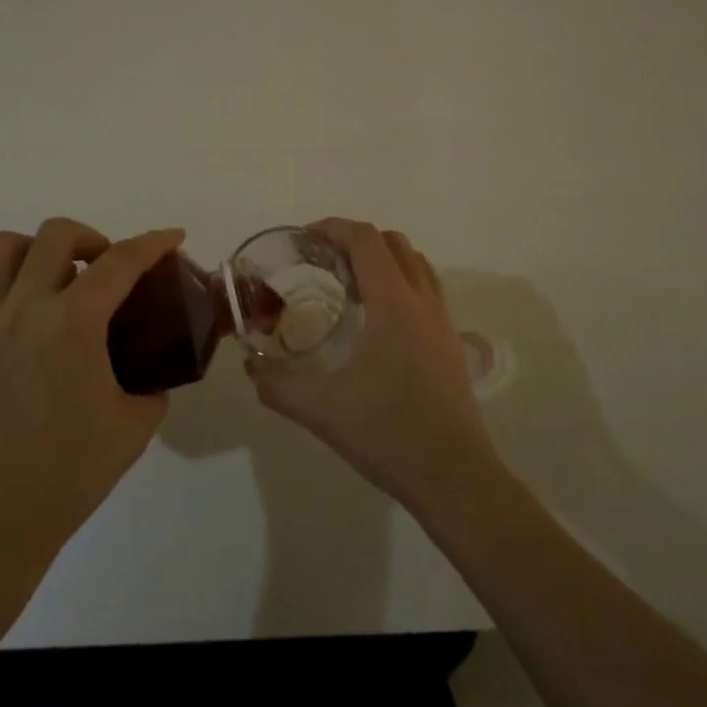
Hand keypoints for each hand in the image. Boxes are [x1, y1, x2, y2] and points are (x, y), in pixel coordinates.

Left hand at [0, 218, 183, 574]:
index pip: (121, 262)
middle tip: (104, 266)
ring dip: (35, 249)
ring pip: (1, 248)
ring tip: (51, 277)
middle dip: (91, 237)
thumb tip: (154, 376)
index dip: (153, 242)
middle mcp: (22, 308)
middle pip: (56, 235)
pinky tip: (11, 308)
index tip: (172, 236)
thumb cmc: (66, 475)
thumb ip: (152, 388)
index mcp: (73, 324)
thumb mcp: (133, 428)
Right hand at [247, 218, 501, 515]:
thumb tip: (251, 365)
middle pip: (393, 243)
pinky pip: (427, 290)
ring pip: (416, 264)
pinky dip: (401, 282)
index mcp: (394, 304)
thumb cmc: (388, 434)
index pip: (366, 240)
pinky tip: (377, 321)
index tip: (304, 238)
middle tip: (323, 261)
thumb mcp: (321, 410)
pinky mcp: (451, 343)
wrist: (455, 477)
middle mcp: (423, 301)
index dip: (334, 228)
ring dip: (383, 258)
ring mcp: (443, 321)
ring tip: (350, 285)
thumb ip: (277, 384)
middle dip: (356, 240)